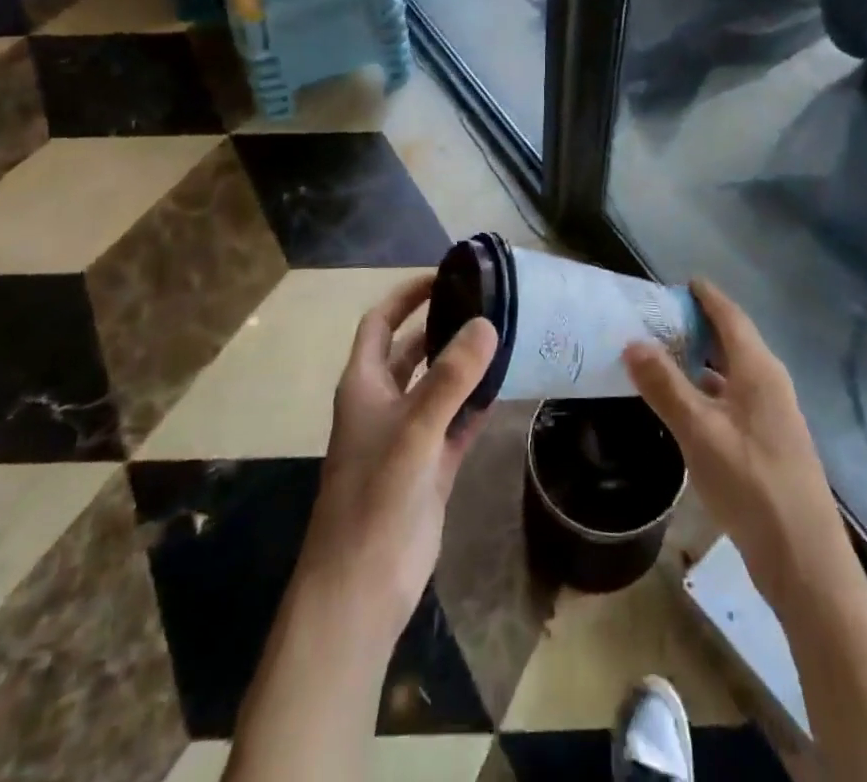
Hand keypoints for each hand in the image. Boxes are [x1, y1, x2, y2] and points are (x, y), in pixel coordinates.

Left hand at [294, 274, 497, 647]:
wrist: (360, 590)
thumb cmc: (375, 498)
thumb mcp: (414, 430)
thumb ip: (451, 377)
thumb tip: (486, 322)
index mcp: (364, 385)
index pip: (382, 323)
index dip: (407, 296)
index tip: (445, 276)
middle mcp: (383, 403)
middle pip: (412, 350)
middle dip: (441, 325)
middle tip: (486, 303)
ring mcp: (407, 437)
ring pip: (438, 386)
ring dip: (464, 364)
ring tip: (503, 336)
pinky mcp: (430, 468)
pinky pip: (456, 424)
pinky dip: (476, 405)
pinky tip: (506, 387)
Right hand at [625, 279, 846, 608]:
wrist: (805, 561)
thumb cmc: (752, 484)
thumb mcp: (699, 431)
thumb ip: (665, 386)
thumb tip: (633, 341)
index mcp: (759, 370)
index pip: (730, 316)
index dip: (706, 296)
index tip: (678, 281)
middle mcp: (769, 385)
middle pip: (731, 341)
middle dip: (697, 325)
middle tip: (656, 317)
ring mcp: (771, 417)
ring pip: (730, 373)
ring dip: (699, 360)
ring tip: (660, 355)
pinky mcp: (767, 445)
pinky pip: (731, 400)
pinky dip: (706, 391)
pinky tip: (683, 405)